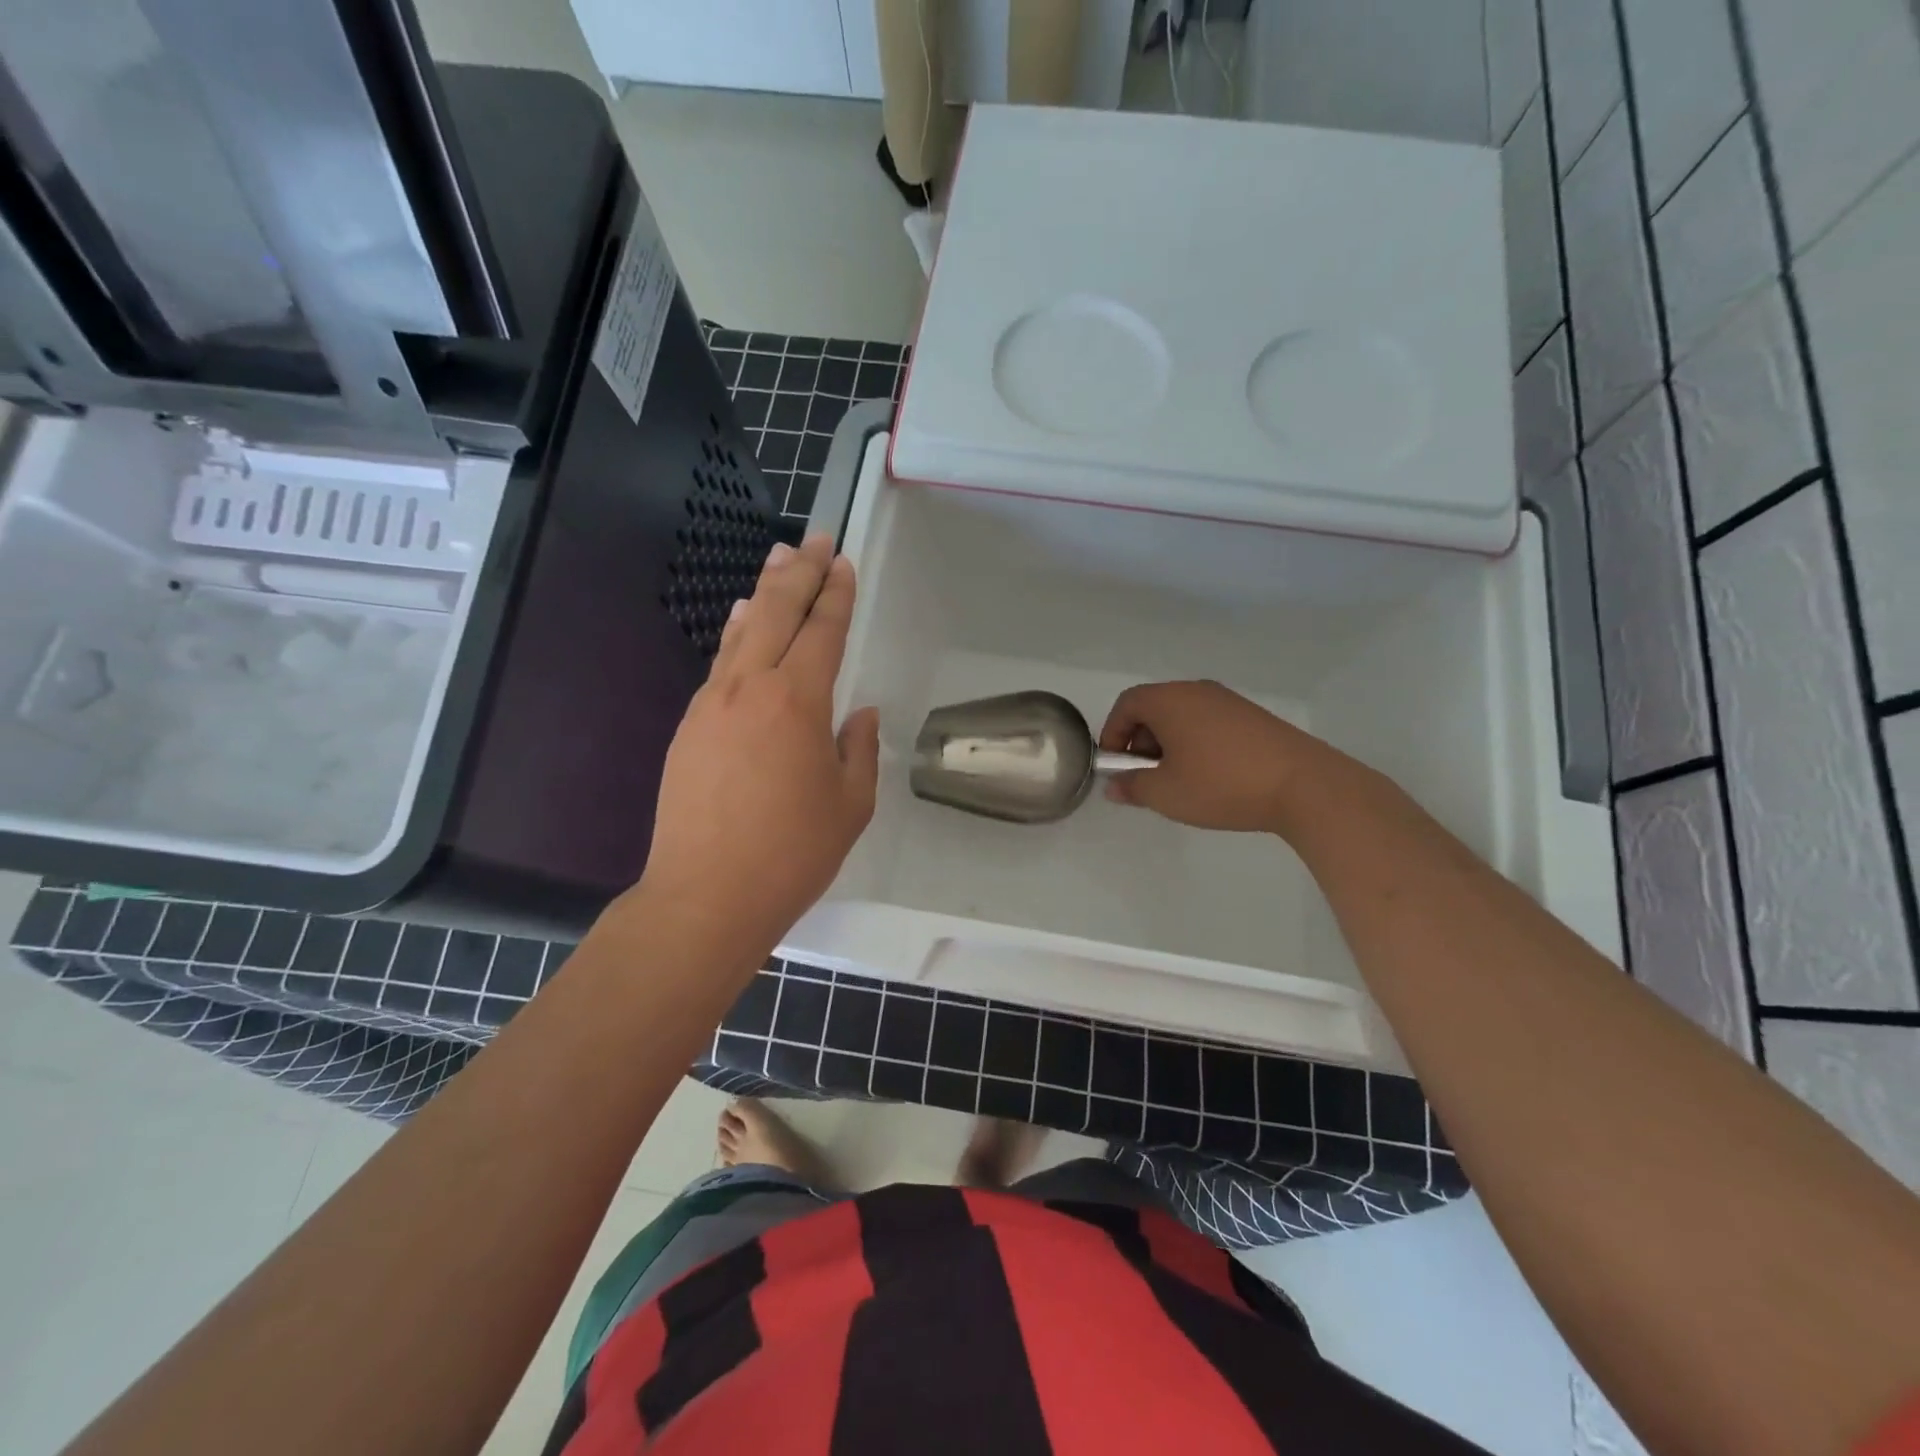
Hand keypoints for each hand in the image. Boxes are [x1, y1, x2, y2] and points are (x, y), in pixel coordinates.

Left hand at [635, 534, 878, 963]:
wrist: (706, 896)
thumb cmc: (792, 854)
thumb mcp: (850, 805)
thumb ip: (858, 749)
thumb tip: (857, 714)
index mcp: (798, 702)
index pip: (823, 631)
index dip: (837, 594)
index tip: (845, 563)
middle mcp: (750, 688)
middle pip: (775, 612)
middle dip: (800, 572)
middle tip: (815, 538)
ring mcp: (712, 704)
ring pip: (740, 631)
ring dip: (762, 592)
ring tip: (778, 560)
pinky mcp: (689, 726)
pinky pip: (720, 664)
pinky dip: (736, 634)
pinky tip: (741, 623)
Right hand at [1098, 680, 1331, 832]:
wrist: (1303, 785)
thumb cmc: (1220, 784)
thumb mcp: (1165, 794)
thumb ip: (1132, 787)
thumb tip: (1115, 786)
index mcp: (1170, 700)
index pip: (1127, 704)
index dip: (1112, 733)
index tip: (1114, 766)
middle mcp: (1197, 691)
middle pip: (1154, 707)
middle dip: (1140, 741)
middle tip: (1145, 777)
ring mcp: (1229, 701)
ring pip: (1183, 716)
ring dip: (1169, 744)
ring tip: (1178, 780)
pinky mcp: (1253, 717)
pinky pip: (1209, 723)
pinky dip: (1196, 743)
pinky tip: (1210, 777)